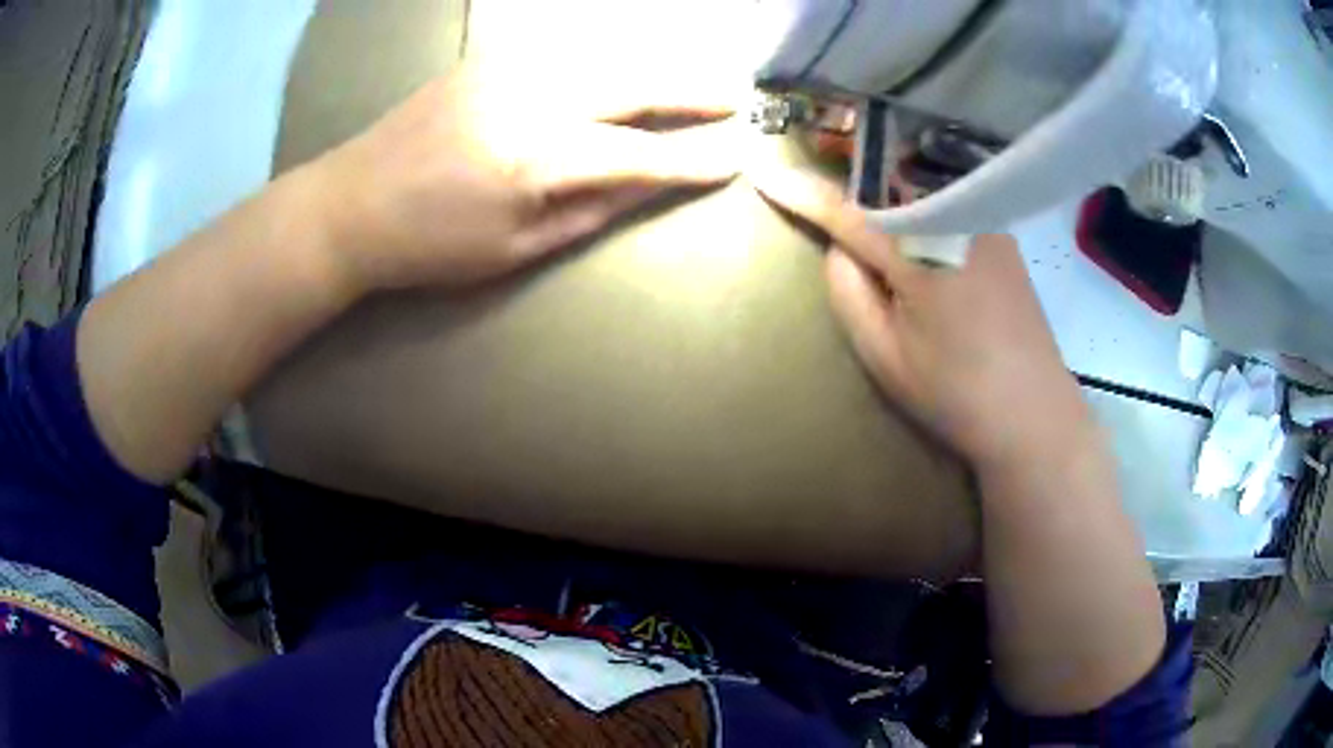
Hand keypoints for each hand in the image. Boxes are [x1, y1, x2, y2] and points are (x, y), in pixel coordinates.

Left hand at [305, 63, 738, 292]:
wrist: (350, 204)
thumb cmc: (429, 244)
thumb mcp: (514, 248)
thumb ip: (590, 210)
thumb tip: (649, 183)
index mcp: (537, 158)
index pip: (639, 155)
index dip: (691, 160)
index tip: (734, 158)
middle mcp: (531, 98)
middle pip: (632, 85)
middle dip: (688, 92)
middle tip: (731, 97)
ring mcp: (506, 69)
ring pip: (602, 58)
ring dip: (652, 68)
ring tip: (688, 83)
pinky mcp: (485, 60)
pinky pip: (562, 51)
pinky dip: (603, 59)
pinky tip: (620, 70)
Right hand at [751, 169, 1094, 469]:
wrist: (1034, 414)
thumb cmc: (957, 394)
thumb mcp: (885, 356)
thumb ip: (850, 292)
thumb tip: (840, 245)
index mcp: (922, 252)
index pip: (849, 211)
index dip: (804, 192)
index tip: (763, 172)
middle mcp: (957, 220)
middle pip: (890, 176)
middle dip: (852, 169)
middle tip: (821, 163)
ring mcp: (986, 222)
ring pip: (922, 181)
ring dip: (889, 180)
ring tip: (868, 187)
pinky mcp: (1002, 233)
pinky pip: (951, 198)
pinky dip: (922, 197)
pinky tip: (917, 214)